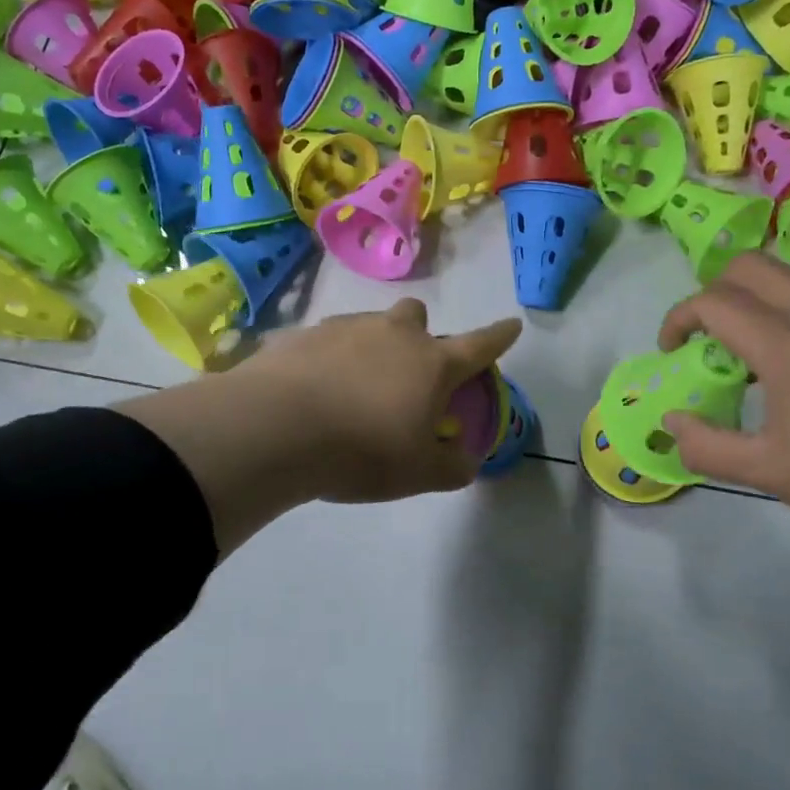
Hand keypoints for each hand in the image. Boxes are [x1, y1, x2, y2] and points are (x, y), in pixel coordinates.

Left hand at [231, 299, 522, 502]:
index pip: (479, 346)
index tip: (512, 325)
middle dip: (418, 335)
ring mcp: (346, 328)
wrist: (277, 428)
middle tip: (406, 372)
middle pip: (417, 316)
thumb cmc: (362, 451)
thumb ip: (452, 466)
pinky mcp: (304, 335)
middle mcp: (394, 335)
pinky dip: (330, 360)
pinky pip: (327, 341)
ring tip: (353, 389)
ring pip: (370, 325)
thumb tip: (465, 458)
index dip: (499, 337)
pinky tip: (315, 391)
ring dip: (372, 347)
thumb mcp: (418, 473)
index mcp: (431, 364)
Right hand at [657, 256, 789, 553]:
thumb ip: (707, 446)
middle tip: (704, 342)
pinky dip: (787, 321)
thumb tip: (672, 421)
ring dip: (752, 307)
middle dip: (711, 293)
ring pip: (789, 284)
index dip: (678, 319)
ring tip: (749, 368)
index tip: (670, 353)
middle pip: (751, 267)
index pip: (714, 301)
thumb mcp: (771, 474)